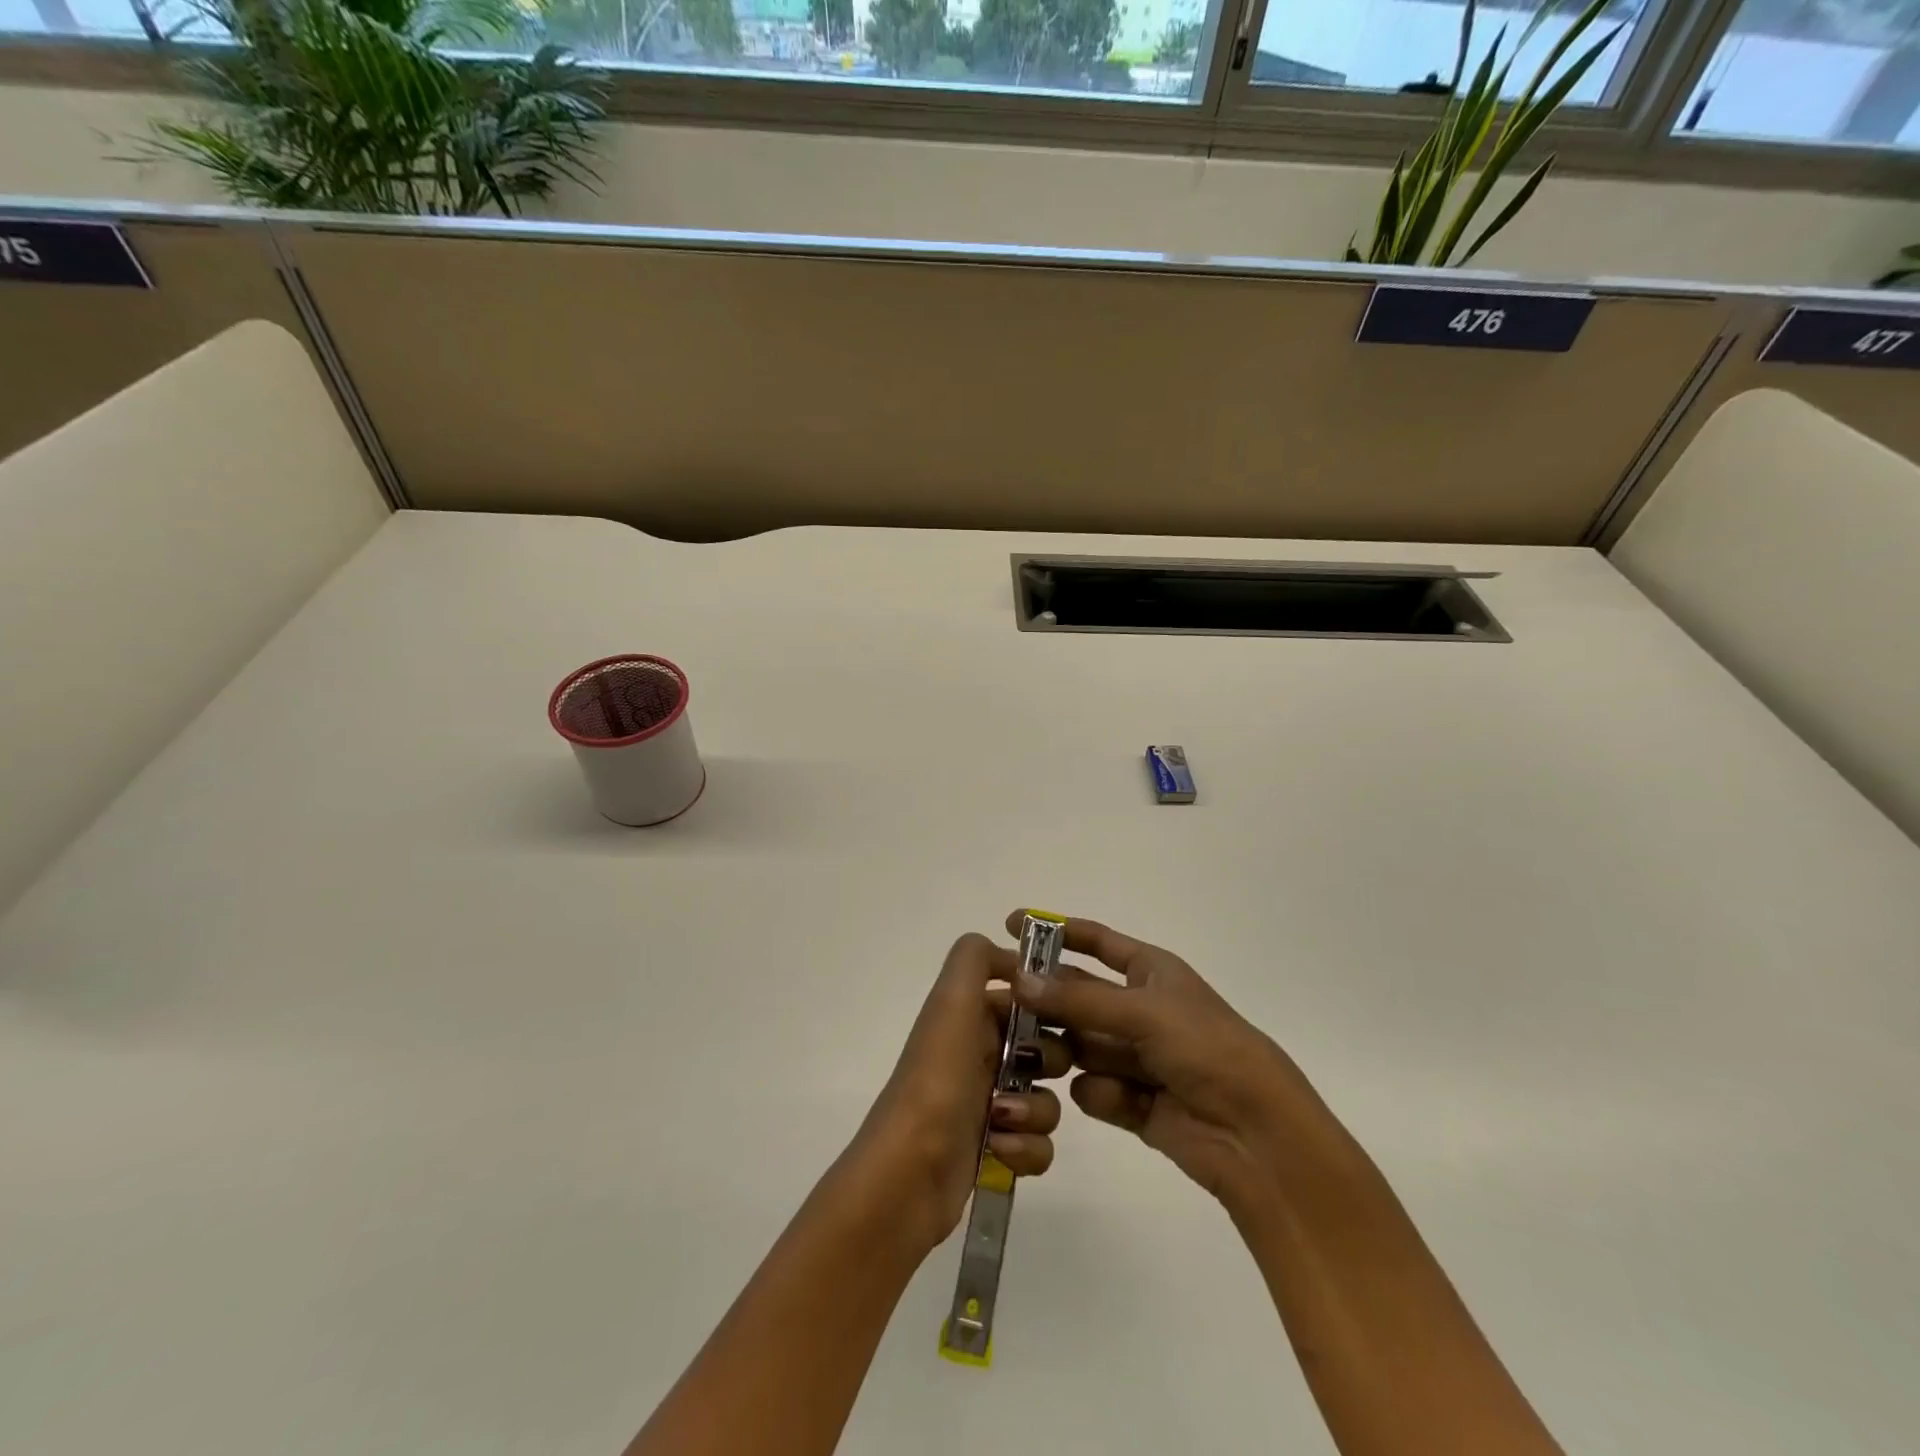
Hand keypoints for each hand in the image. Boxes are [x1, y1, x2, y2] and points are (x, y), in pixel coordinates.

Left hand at [847, 932, 1069, 1254]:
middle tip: (1031, 1068)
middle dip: (1049, 1060)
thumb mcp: (951, 1001)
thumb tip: (1014, 957)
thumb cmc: (938, 1078)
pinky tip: (999, 1150)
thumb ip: (975, 958)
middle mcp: (979, 1055)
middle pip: (1046, 1048)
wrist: (910, 1171)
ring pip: (1047, 1098)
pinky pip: (1040, 1144)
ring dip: (1035, 1111)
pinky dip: (1027, 1149)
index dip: (1048, 1005)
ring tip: (1002, 1120)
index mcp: (969, 1016)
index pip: (1026, 999)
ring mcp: (989, 1104)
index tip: (1064, 1015)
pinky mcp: (997, 1150)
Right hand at [1004, 911, 1352, 1213]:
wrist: (1257, 1135)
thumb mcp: (1143, 1012)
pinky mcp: (1133, 1103)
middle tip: (1000, 1003)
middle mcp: (1140, 1010)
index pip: (1096, 942)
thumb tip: (1018, 979)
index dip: (1056, 931)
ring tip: (1038, 1056)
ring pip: (1079, 1044)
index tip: (1011, 924)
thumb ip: (1078, 1000)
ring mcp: (1136, 1057)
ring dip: (1061, 1050)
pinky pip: (1094, 1088)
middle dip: (1045, 1000)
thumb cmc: (1207, 1049)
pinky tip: (1114, 1098)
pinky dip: (1098, 1092)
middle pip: (1079, 997)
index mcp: (1151, 973)